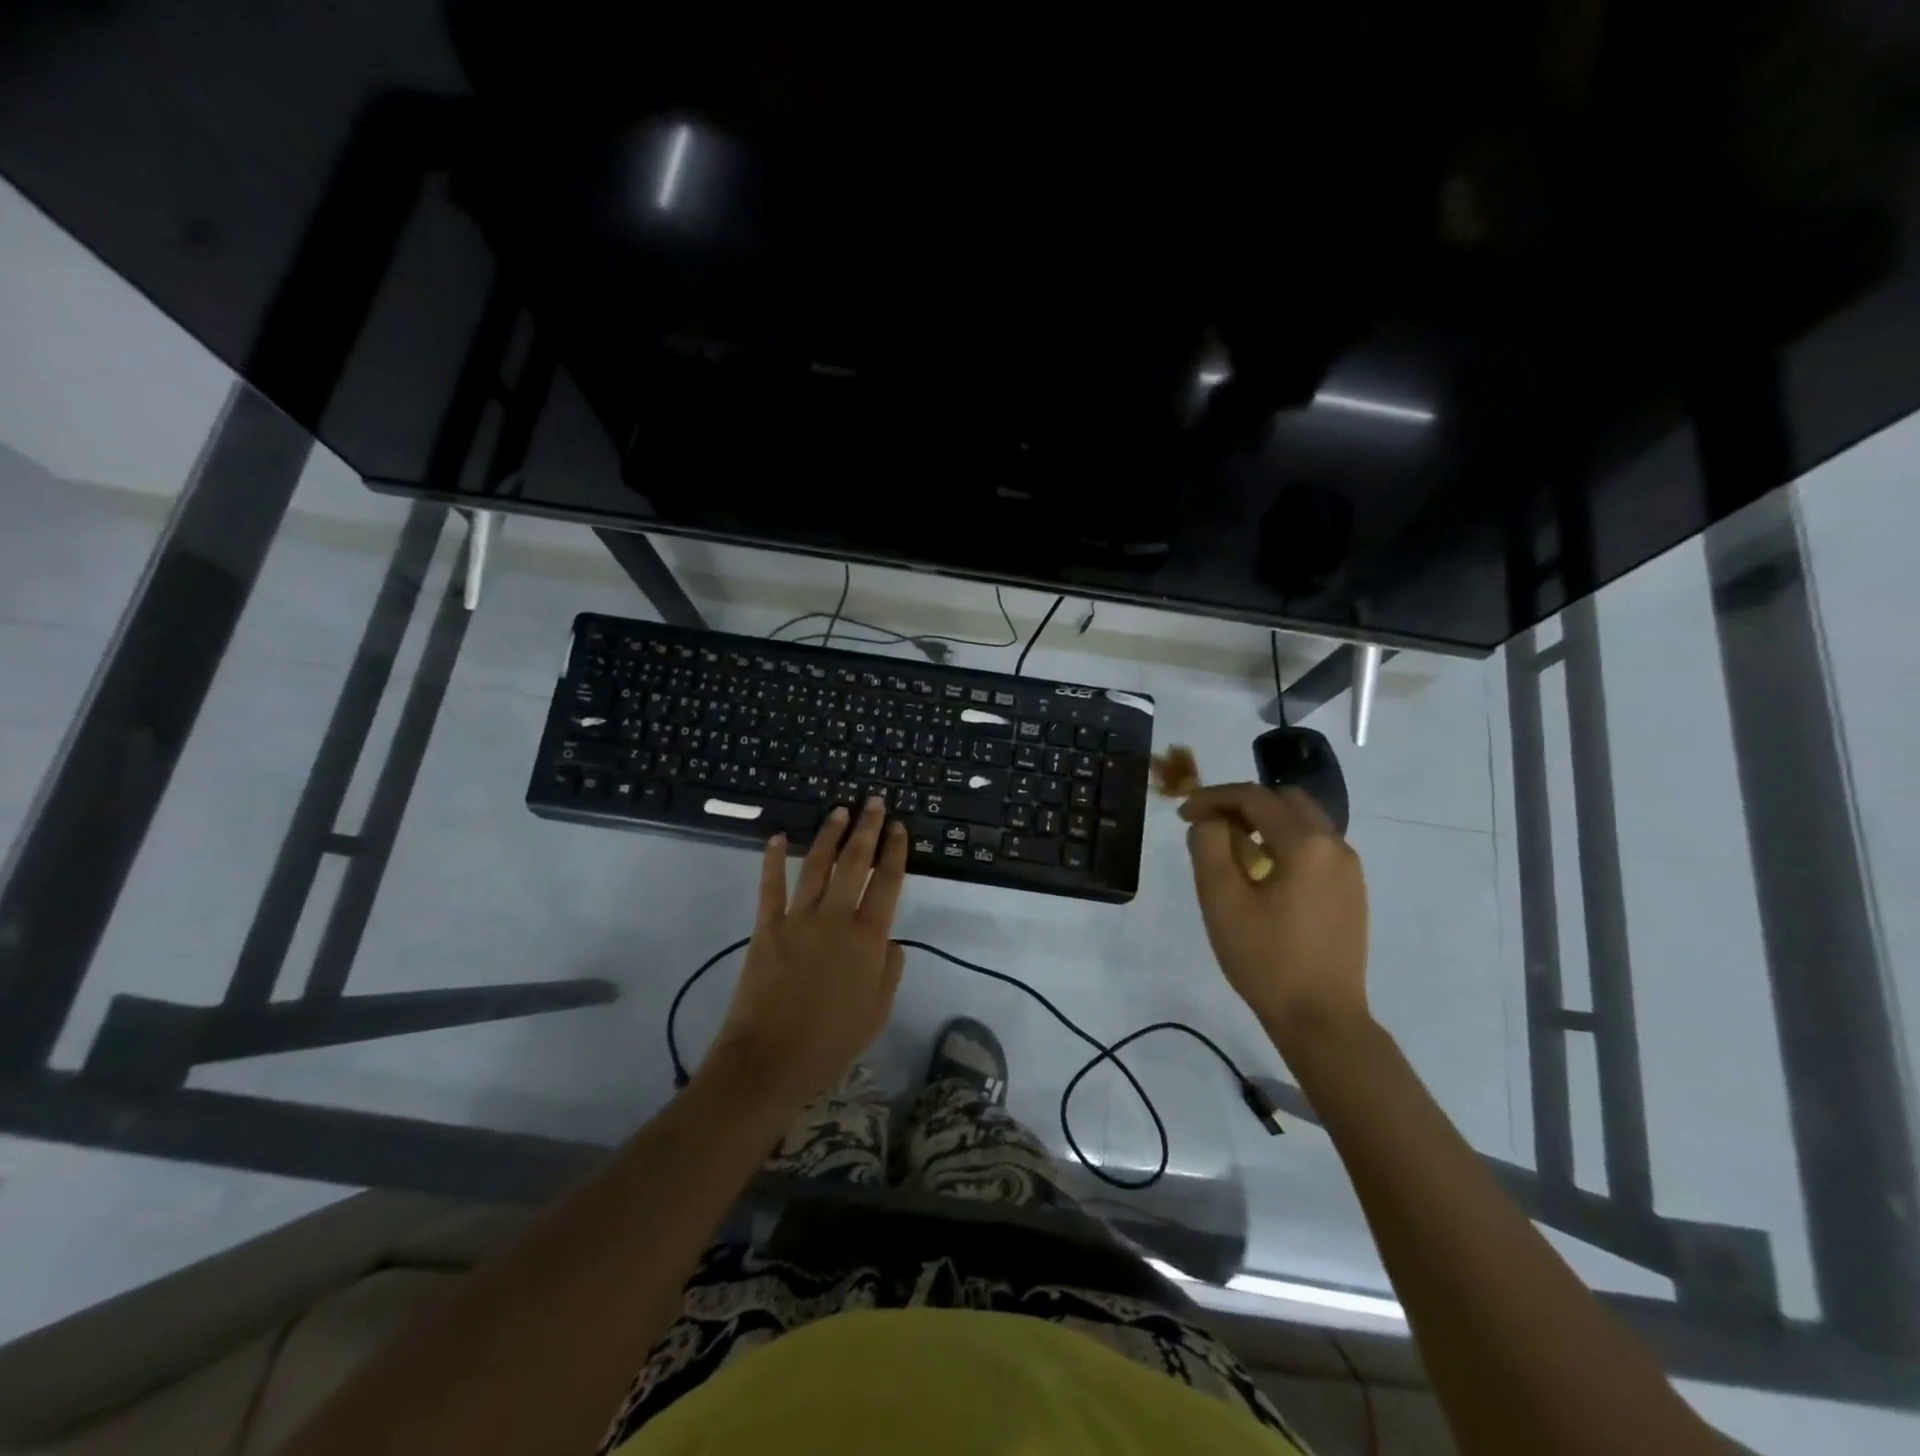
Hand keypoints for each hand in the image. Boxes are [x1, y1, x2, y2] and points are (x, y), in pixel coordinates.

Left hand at [707, 797, 907, 1106]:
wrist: (770, 1061)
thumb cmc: (831, 1042)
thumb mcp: (877, 1012)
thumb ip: (888, 970)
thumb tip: (890, 940)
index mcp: (868, 938)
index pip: (887, 883)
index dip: (895, 852)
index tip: (899, 827)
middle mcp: (836, 918)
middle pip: (855, 863)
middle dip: (867, 829)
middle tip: (874, 802)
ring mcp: (799, 919)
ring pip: (817, 865)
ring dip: (829, 835)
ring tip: (839, 810)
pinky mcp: (767, 927)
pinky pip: (771, 887)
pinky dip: (773, 860)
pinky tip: (777, 838)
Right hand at [1180, 784, 1368, 1043]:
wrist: (1321, 1018)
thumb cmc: (1266, 958)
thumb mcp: (1221, 899)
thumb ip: (1208, 846)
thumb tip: (1209, 821)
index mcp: (1305, 843)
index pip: (1253, 797)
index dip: (1212, 798)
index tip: (1182, 814)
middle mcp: (1335, 845)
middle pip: (1284, 800)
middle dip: (1242, 804)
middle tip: (1208, 825)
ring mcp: (1349, 869)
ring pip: (1303, 822)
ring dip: (1264, 823)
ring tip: (1230, 849)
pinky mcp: (1351, 891)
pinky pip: (1315, 847)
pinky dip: (1284, 843)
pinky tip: (1262, 874)